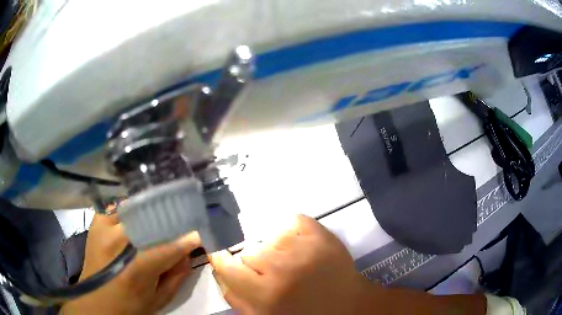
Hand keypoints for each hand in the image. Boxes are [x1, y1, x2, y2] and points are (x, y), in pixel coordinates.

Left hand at [62, 214, 200, 314]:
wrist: (95, 301)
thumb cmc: (129, 305)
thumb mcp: (159, 300)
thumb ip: (177, 276)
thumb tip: (187, 251)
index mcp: (135, 269)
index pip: (169, 247)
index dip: (187, 238)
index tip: (200, 232)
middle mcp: (117, 242)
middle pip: (150, 219)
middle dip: (169, 220)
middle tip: (180, 222)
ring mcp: (104, 227)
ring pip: (134, 208)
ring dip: (149, 213)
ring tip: (160, 218)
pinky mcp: (97, 221)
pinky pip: (119, 208)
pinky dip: (131, 211)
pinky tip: (137, 219)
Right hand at [209, 214, 369, 314]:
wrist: (346, 305)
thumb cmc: (302, 314)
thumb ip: (235, 295)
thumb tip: (219, 268)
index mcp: (265, 293)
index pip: (227, 264)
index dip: (223, 259)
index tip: (225, 259)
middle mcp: (282, 268)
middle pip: (248, 249)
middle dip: (252, 260)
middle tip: (266, 270)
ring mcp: (304, 247)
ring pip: (268, 235)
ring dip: (272, 247)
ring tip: (285, 258)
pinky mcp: (321, 234)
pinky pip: (291, 220)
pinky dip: (289, 230)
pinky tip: (296, 244)